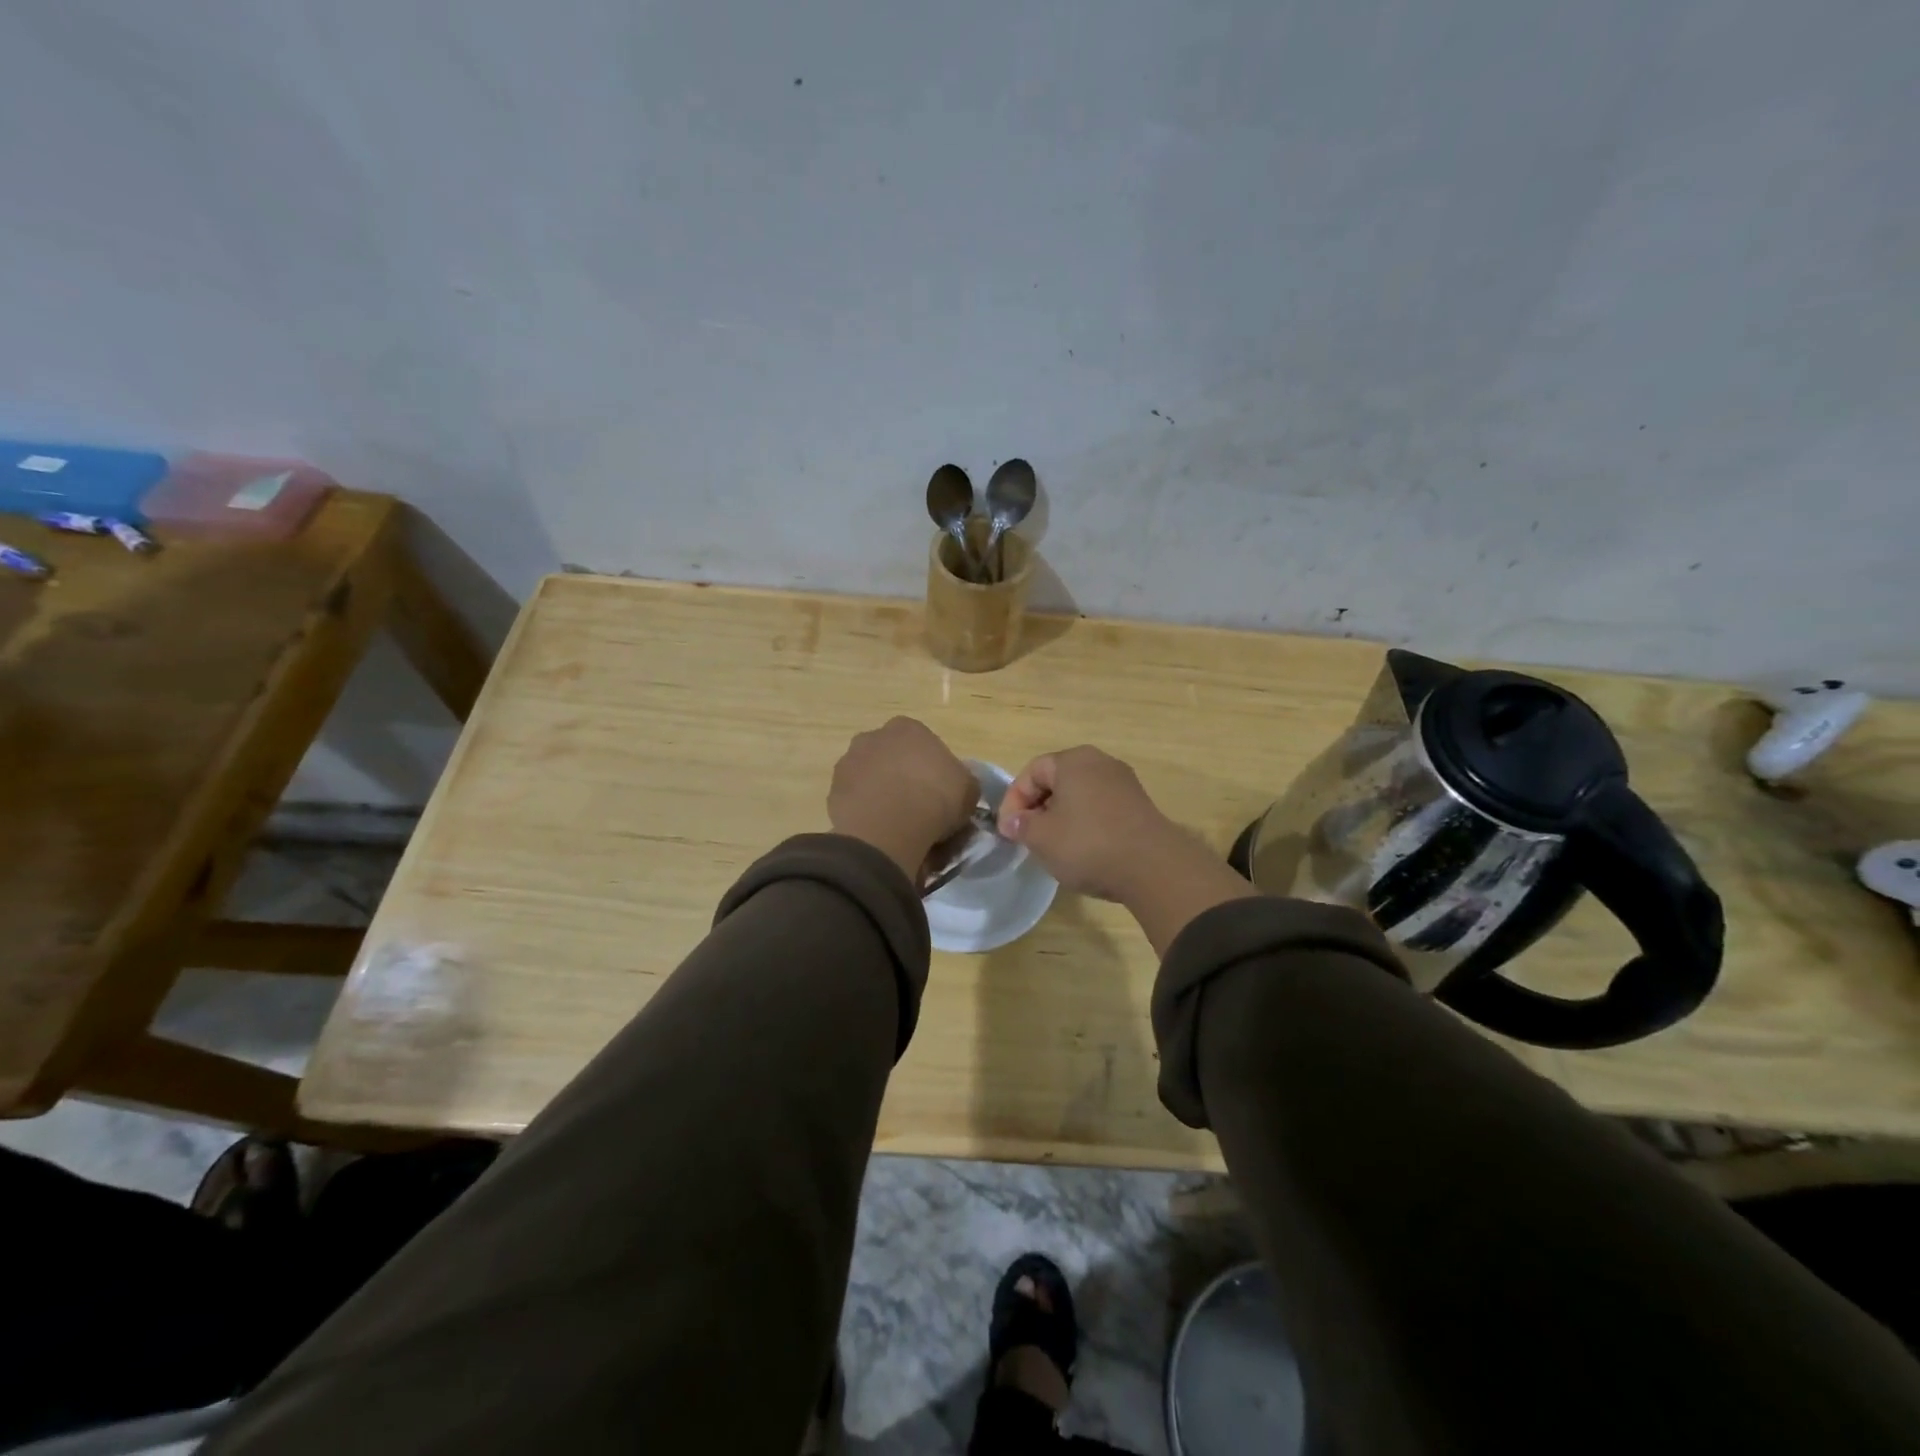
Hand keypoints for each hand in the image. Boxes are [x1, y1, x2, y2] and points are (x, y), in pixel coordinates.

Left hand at [829, 717, 978, 881]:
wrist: (890, 827)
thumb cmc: (935, 798)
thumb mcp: (968, 790)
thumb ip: (963, 781)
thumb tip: (958, 785)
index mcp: (908, 728)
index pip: (921, 743)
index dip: (930, 767)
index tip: (938, 791)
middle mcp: (874, 737)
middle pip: (891, 756)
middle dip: (900, 775)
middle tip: (916, 806)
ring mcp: (849, 762)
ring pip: (870, 777)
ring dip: (879, 792)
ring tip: (895, 823)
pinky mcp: (833, 790)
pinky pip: (855, 800)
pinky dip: (865, 811)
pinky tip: (878, 830)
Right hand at [1000, 746, 1257, 952]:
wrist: (1153, 868)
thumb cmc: (1088, 845)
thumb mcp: (1042, 838)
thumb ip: (1021, 825)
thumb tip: (1013, 821)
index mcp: (1073, 760)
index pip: (1032, 772)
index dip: (1014, 800)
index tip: (1009, 831)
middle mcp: (1100, 762)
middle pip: (1057, 780)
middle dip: (1038, 808)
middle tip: (1028, 837)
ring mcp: (1124, 783)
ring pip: (1080, 795)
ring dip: (1061, 817)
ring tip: (1054, 846)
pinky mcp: (1139, 806)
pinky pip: (1101, 808)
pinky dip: (1085, 823)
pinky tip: (1083, 849)